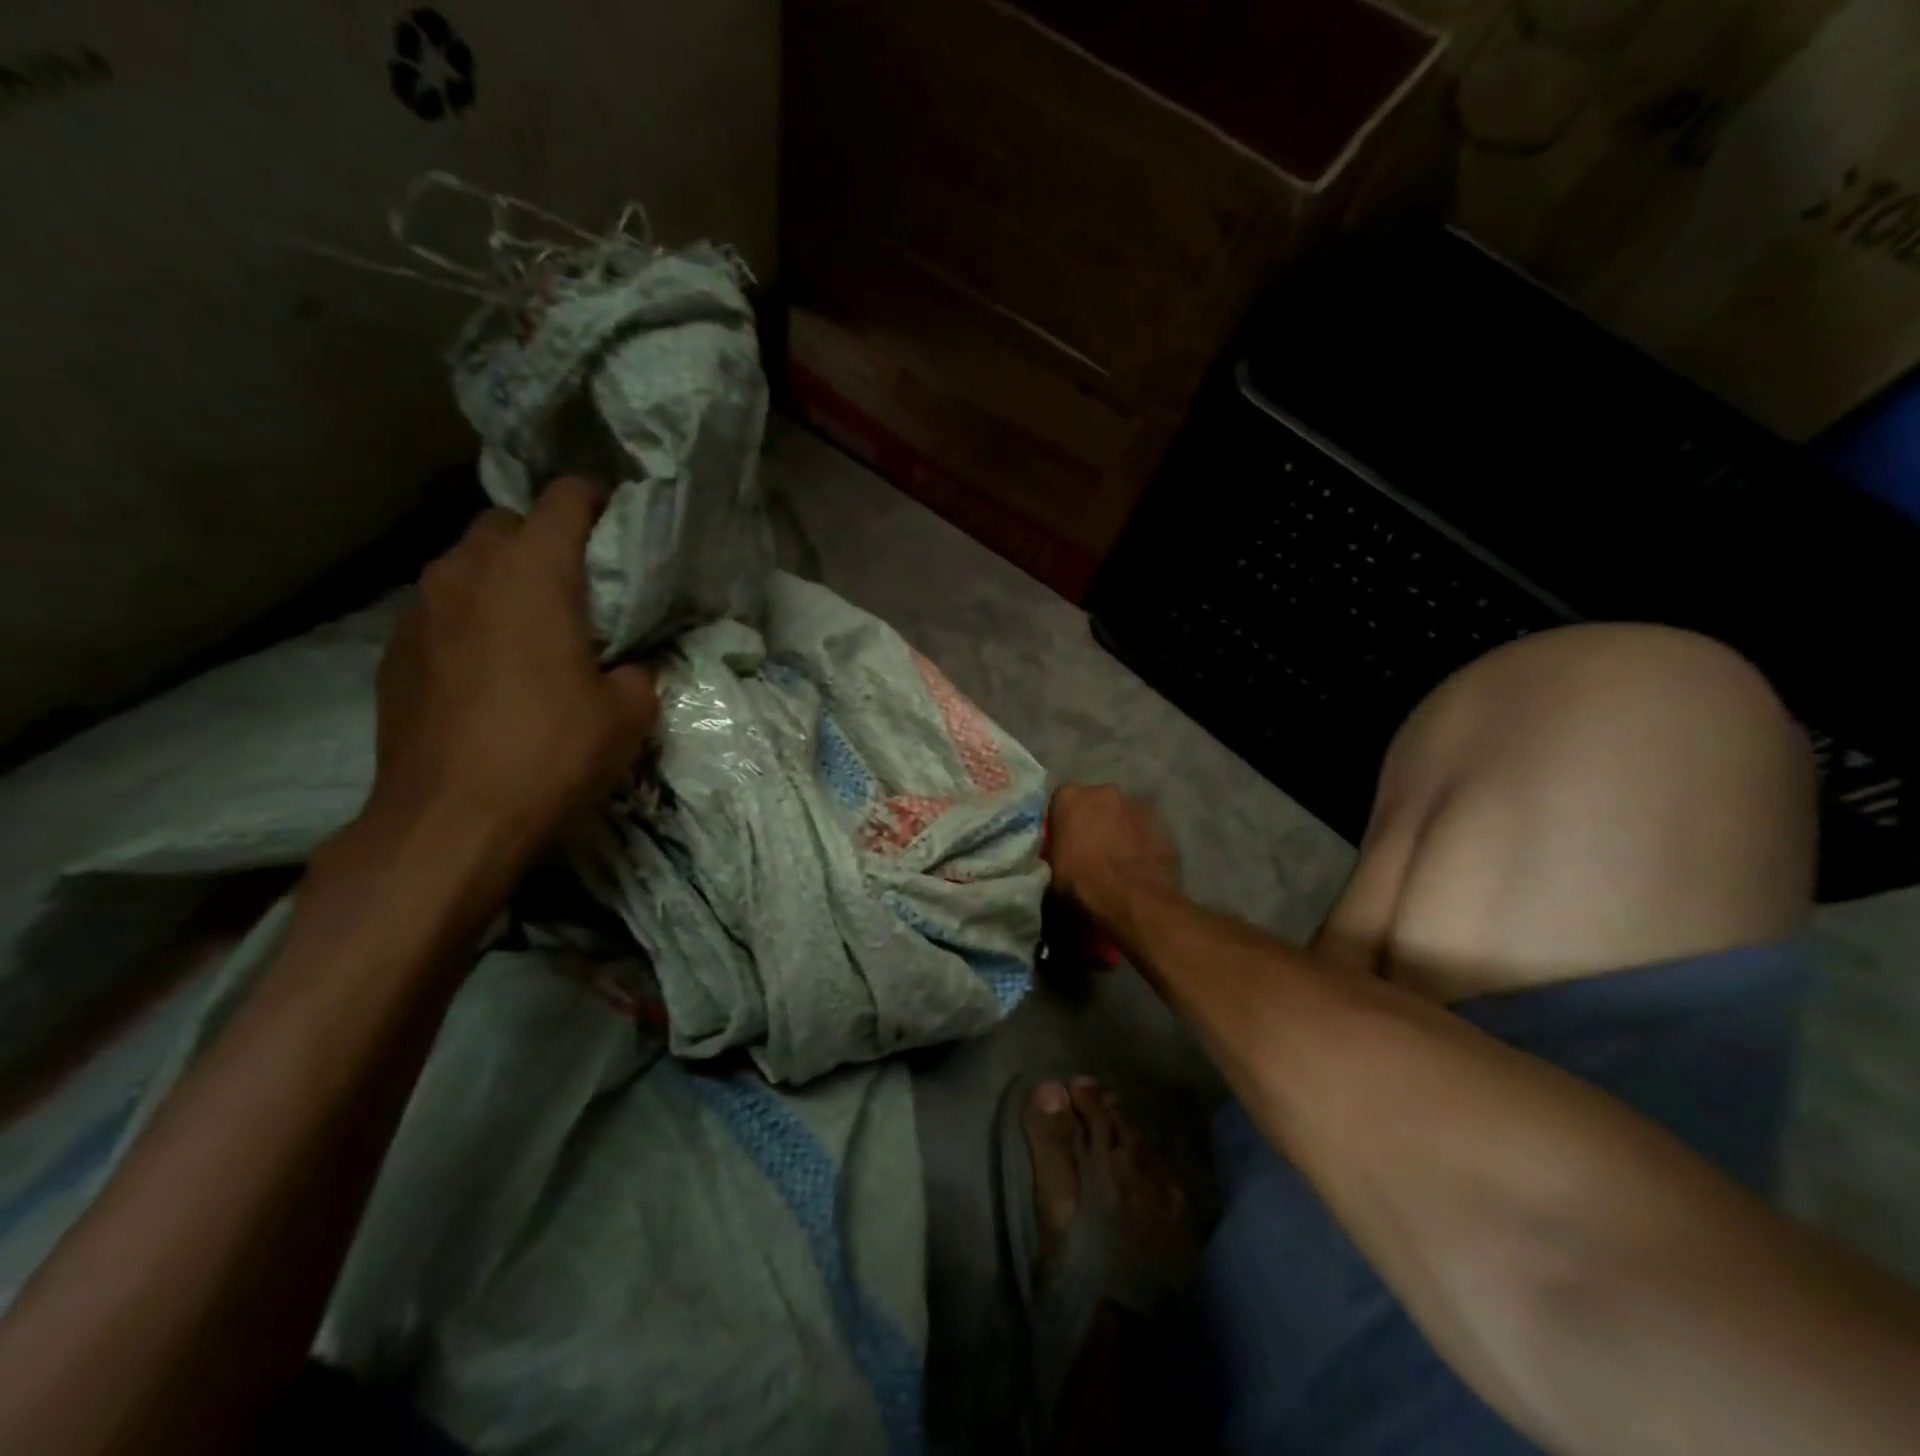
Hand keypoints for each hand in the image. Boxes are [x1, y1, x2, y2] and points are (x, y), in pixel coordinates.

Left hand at [366, 477, 658, 859]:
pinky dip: (470, 617)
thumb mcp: (628, 714)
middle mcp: (467, 571)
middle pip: (506, 523)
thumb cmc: (551, 753)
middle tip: (578, 582)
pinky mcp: (394, 649)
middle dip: (542, 537)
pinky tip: (490, 664)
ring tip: (533, 622)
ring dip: (502, 577)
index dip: (596, 499)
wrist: (449, 820)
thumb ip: (637, 671)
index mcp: (532, 573)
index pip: (564, 500)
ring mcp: (419, 608)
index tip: (619, 518)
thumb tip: (626, 666)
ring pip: (465, 564)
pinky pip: (441, 608)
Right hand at [1045, 785, 1180, 938]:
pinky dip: (1142, 845)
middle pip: (1096, 803)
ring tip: (1119, 862)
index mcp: (1071, 797)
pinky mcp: (1164, 827)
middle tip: (1092, 850)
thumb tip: (1065, 855)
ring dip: (1120, 830)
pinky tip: (1140, 868)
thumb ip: (1058, 850)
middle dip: (1094, 820)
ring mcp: (1139, 807)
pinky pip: (1146, 833)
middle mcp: (1106, 792)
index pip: (1061, 801)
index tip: (1064, 842)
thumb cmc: (1081, 884)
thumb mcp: (1053, 870)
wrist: (1132, 902)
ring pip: (1124, 815)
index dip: (1063, 822)